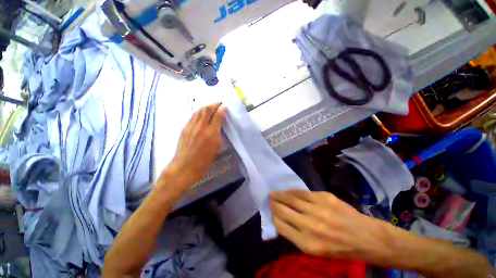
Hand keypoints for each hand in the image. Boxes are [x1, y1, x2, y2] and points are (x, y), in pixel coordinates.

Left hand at [158, 102, 225, 196]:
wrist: (185, 165)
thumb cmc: (204, 159)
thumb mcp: (216, 148)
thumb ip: (219, 134)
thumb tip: (219, 125)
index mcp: (211, 133)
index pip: (217, 116)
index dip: (222, 109)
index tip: (224, 106)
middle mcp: (201, 127)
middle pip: (207, 109)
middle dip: (214, 104)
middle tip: (218, 103)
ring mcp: (191, 126)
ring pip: (199, 111)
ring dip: (206, 106)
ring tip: (210, 106)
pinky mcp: (184, 128)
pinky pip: (193, 116)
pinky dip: (199, 112)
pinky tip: (201, 113)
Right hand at [270, 190, 388, 260]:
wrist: (365, 237)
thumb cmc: (339, 248)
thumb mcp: (316, 250)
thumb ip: (297, 235)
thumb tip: (282, 220)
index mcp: (307, 243)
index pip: (280, 225)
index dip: (274, 217)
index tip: (272, 213)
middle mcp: (309, 225)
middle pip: (283, 210)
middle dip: (273, 204)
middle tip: (269, 199)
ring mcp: (317, 209)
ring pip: (291, 198)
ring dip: (279, 195)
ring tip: (273, 193)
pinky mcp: (324, 197)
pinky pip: (302, 192)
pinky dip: (292, 191)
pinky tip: (288, 191)